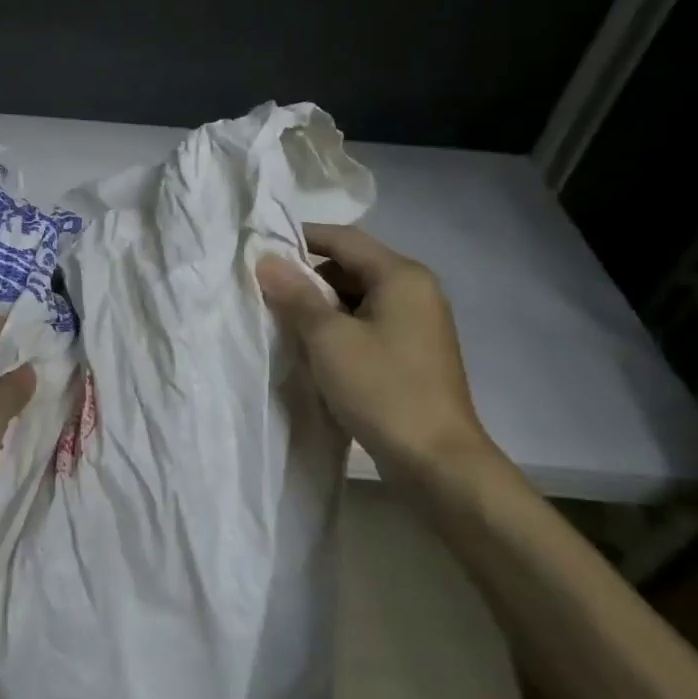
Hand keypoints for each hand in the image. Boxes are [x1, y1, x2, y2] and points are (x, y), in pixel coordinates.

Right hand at [257, 224, 495, 482]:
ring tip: (282, 322)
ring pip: (357, 299)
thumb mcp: (329, 339)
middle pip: (351, 267)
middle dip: (307, 278)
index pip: (344, 239)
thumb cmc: (382, 389)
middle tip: (266, 292)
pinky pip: (366, 325)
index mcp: (402, 277)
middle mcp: (415, 291)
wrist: (436, 459)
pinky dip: (338, 329)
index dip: (301, 238)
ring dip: (320, 306)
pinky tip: (312, 349)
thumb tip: (266, 260)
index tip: (261, 249)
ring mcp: (416, 324)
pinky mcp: (411, 353)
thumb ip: (296, 296)